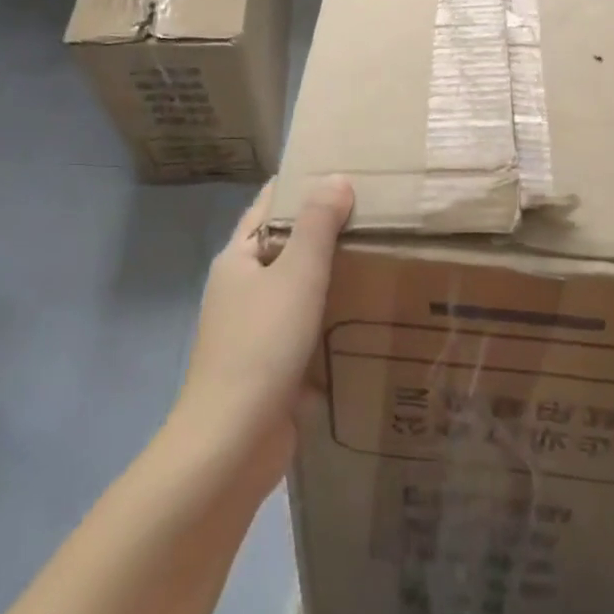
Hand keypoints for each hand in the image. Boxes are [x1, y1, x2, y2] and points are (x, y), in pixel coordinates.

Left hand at [174, 176, 352, 491]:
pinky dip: (331, 322)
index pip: (268, 206)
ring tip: (381, 259)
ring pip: (298, 292)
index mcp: (237, 260)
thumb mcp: (296, 275)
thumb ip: (318, 225)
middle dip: (324, 232)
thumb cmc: (262, 346)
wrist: (233, 444)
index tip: (340, 170)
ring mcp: (253, 332)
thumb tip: (336, 177)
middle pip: (285, 249)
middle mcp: (241, 290)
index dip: (299, 185)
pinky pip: (305, 332)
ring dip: (331, 279)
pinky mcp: (270, 368)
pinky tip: (368, 319)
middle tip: (375, 214)